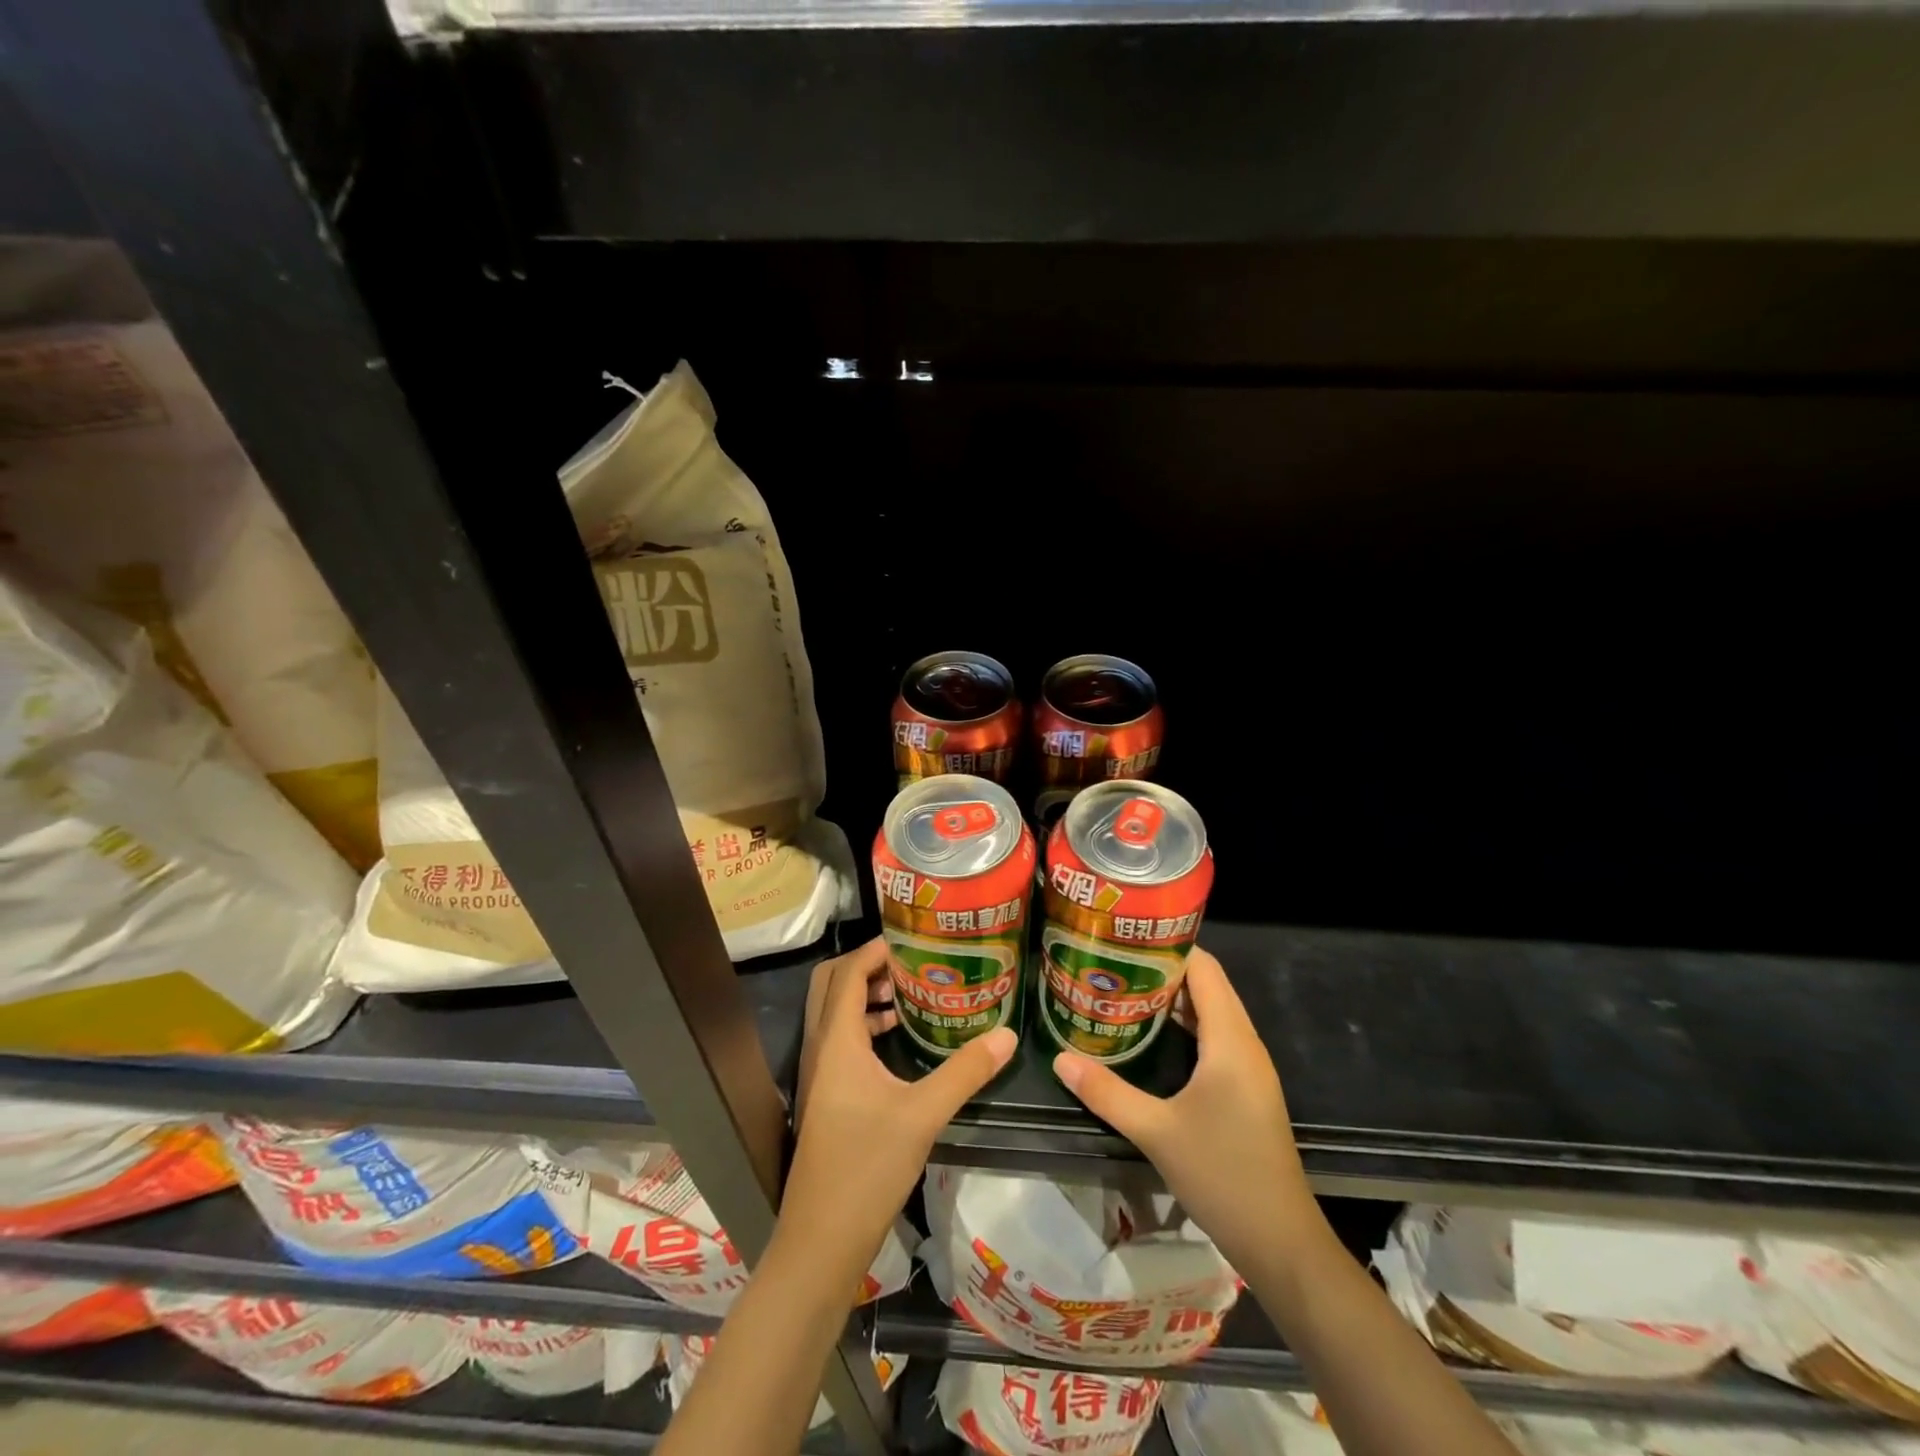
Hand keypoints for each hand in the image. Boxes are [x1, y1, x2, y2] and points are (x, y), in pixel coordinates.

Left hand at [784, 937, 1015, 1270]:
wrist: (822, 1240)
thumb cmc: (867, 1167)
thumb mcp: (924, 1115)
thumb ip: (965, 1071)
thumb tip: (1007, 1035)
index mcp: (837, 1040)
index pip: (848, 972)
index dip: (876, 949)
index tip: (913, 941)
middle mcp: (821, 1047)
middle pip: (831, 984)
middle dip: (866, 966)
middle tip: (910, 964)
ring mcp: (819, 1073)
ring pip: (833, 1012)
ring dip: (864, 995)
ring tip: (910, 995)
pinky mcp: (824, 1095)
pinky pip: (839, 1039)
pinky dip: (863, 1024)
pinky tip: (896, 1040)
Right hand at [1053, 947, 1321, 1268]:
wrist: (1281, 1242)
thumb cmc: (1223, 1175)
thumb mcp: (1156, 1132)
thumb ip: (1107, 1092)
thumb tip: (1060, 1058)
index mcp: (1230, 1040)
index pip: (1205, 968)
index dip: (1169, 946)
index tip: (1126, 938)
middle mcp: (1245, 1043)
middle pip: (1208, 985)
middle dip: (1163, 968)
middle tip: (1114, 961)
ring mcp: (1249, 1067)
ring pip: (1212, 1011)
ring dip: (1174, 997)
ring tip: (1124, 987)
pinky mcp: (1246, 1088)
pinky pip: (1216, 1036)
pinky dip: (1186, 1024)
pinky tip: (1152, 1034)